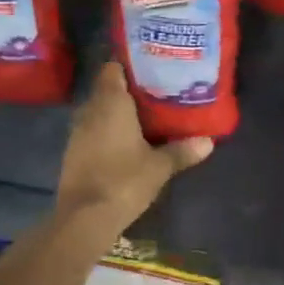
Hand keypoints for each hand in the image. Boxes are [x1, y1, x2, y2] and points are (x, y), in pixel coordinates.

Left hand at [56, 62, 212, 228]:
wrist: (84, 218)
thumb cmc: (124, 180)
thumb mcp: (160, 166)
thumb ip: (182, 150)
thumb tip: (209, 141)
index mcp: (111, 104)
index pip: (113, 69)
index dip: (130, 66)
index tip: (151, 68)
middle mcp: (90, 111)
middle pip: (108, 90)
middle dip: (130, 92)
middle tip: (157, 94)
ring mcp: (78, 133)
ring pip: (100, 112)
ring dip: (119, 114)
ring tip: (147, 117)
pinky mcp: (74, 153)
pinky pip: (94, 132)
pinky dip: (109, 132)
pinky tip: (128, 142)